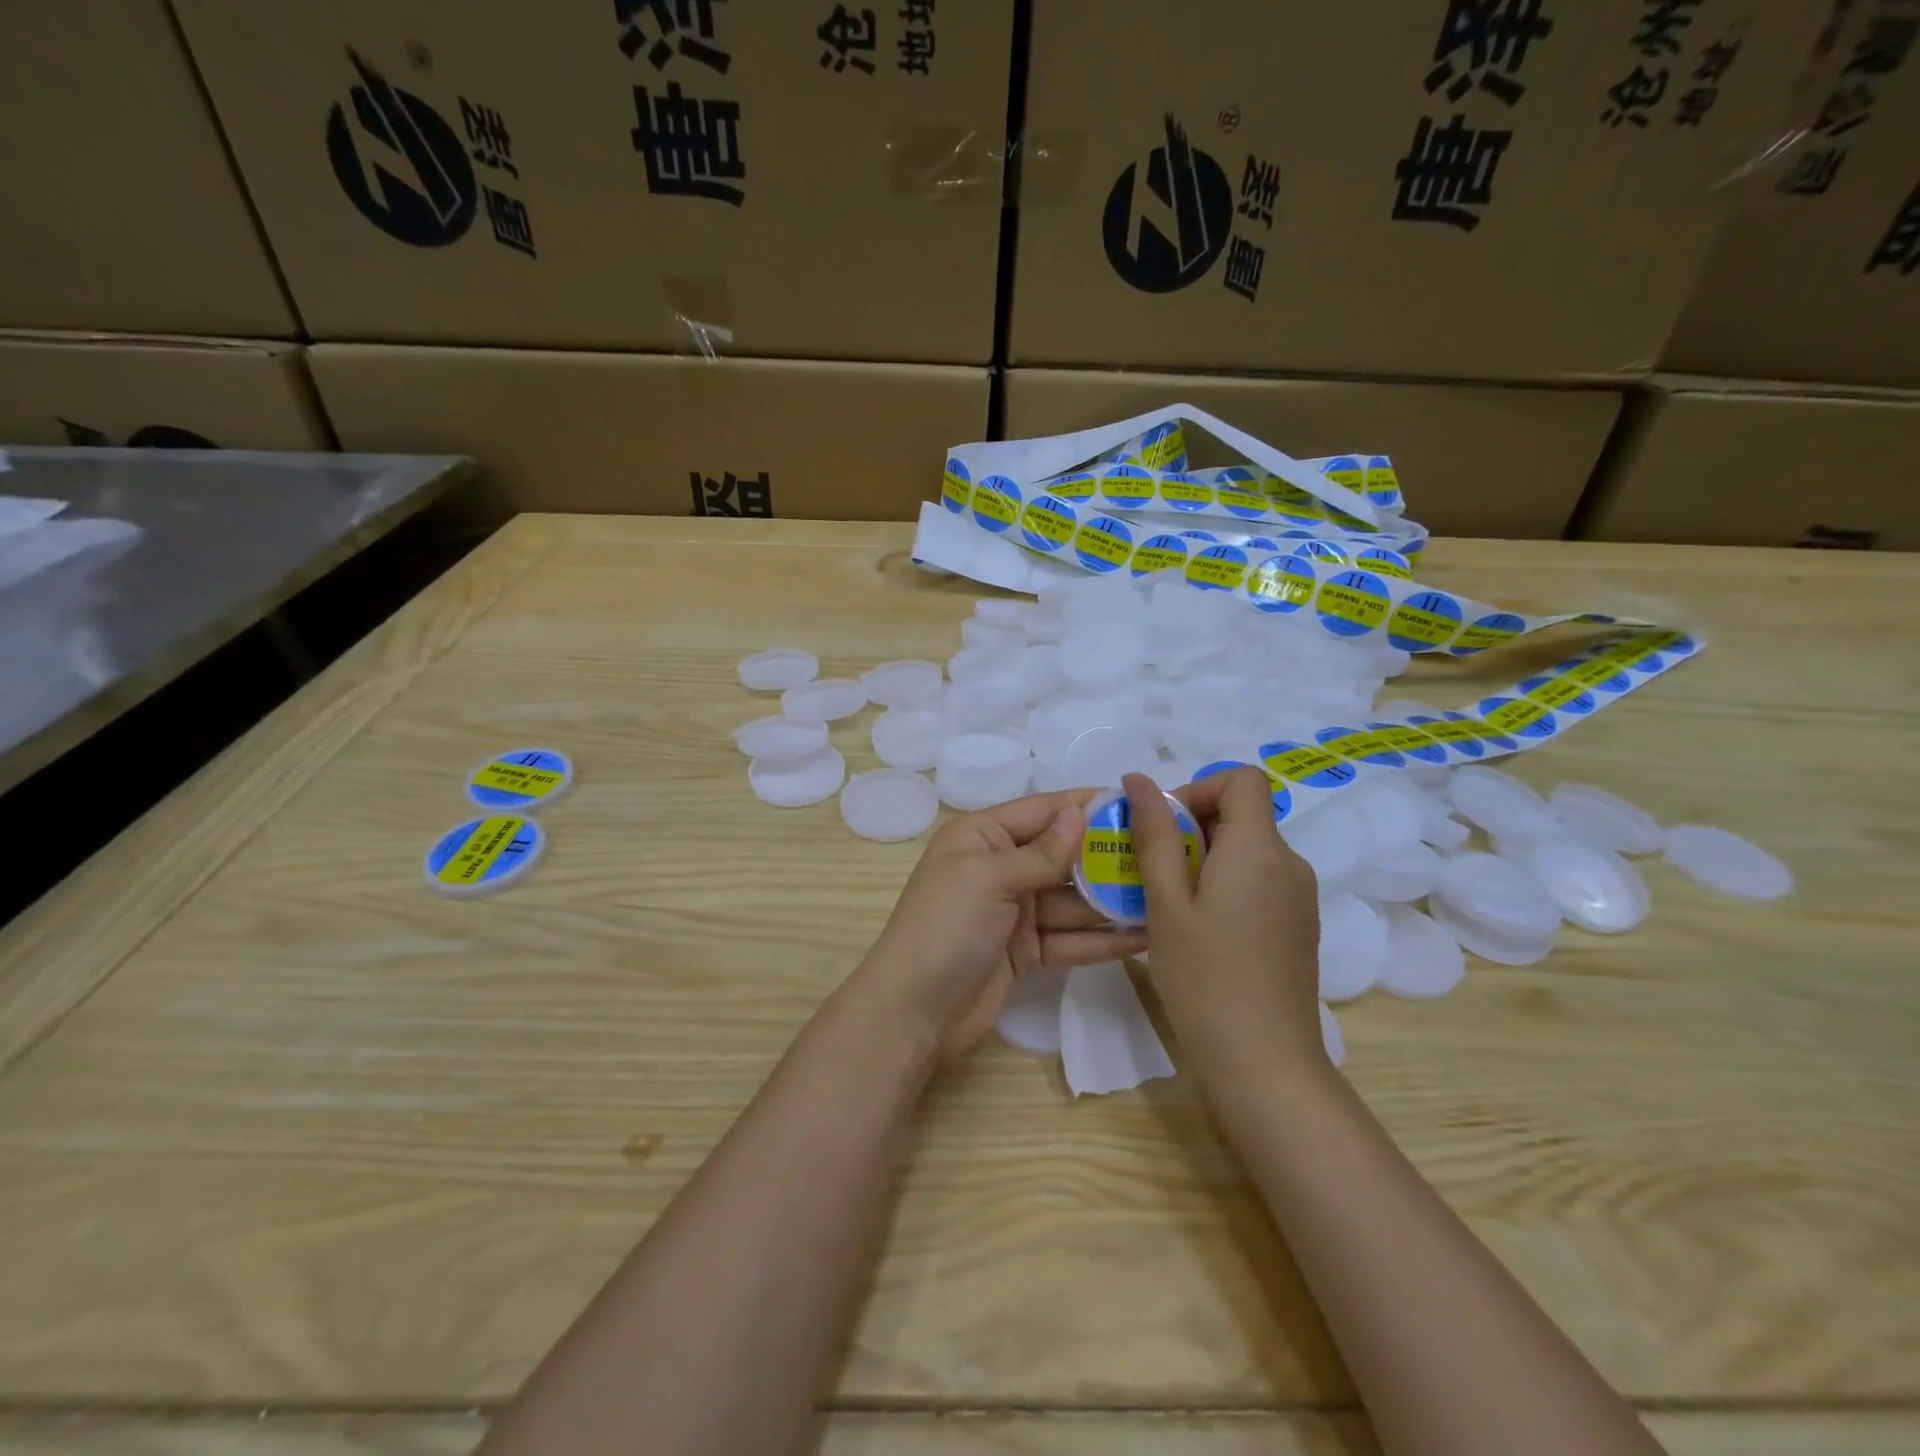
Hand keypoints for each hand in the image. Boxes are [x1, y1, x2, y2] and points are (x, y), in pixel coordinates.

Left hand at [846, 790, 1148, 1059]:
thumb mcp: (989, 879)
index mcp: (981, 837)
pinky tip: (1143, 937)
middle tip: (1165, 854)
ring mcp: (1014, 911)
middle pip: (1062, 855)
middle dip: (1107, 856)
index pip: (1042, 811)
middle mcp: (999, 867)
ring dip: (1112, 900)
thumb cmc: (944, 928)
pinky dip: (1101, 939)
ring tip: (1165, 896)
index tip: (1138, 803)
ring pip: (1071, 899)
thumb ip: (1040, 852)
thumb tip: (1080, 812)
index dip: (1086, 806)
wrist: (913, 1012)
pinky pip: (1070, 937)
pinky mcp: (1026, 950)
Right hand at [1122, 769, 1324, 1090]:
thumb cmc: (1204, 978)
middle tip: (1151, 871)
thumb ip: (1154, 835)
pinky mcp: (1297, 925)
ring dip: (1203, 858)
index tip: (1164, 828)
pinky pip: (1257, 880)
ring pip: (1246, 850)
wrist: (1264, 1064)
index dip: (1199, 788)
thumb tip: (1139, 780)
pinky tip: (1197, 928)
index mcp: (1260, 850)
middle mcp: (1290, 863)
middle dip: (1191, 828)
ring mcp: (1299, 897)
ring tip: (1166, 903)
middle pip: (1242, 814)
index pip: (1242, 779)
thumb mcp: (1165, 902)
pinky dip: (1223, 884)